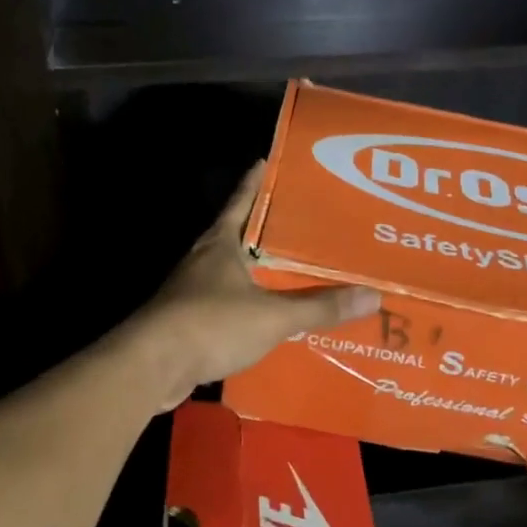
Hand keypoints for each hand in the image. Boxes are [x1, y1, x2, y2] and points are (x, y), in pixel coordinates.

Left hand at [130, 162, 379, 412]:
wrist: (153, 365)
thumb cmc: (212, 324)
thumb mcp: (272, 315)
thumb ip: (319, 307)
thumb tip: (373, 296)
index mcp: (221, 243)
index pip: (242, 201)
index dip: (255, 181)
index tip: (266, 161)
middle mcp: (204, 259)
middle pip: (237, 234)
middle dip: (263, 227)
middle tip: (298, 221)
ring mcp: (192, 290)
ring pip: (231, 270)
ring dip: (255, 268)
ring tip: (288, 268)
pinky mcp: (188, 320)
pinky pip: (226, 303)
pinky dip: (247, 304)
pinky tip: (266, 315)